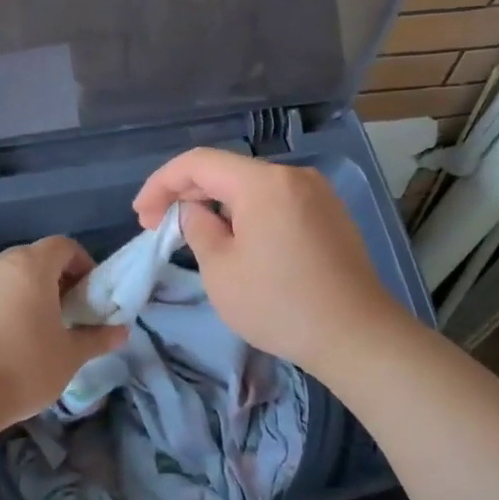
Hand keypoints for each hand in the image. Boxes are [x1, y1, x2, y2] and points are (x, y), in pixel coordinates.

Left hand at [0, 236, 128, 435]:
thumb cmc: (23, 367)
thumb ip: (97, 338)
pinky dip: (8, 301)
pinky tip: (12, 336)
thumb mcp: (69, 356)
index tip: (90, 294)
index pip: (64, 246)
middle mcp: (1, 263)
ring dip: (32, 290)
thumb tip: (122, 332)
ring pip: (13, 274)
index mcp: (31, 265)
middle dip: (58, 278)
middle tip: (71, 311)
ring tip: (42, 325)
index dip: (83, 264)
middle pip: (37, 257)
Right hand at [133, 148, 414, 373]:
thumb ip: (198, 228)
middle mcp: (293, 176)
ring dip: (217, 205)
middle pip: (227, 171)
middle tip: (158, 225)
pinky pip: (277, 203)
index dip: (162, 183)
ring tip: (194, 234)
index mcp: (264, 182)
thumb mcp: (221, 270)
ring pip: (253, 188)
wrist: (358, 336)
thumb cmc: (280, 304)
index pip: (199, 163)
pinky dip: (248, 214)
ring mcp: (317, 194)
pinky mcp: (330, 216)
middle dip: (188, 194)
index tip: (140, 214)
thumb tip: (195, 211)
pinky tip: (236, 241)